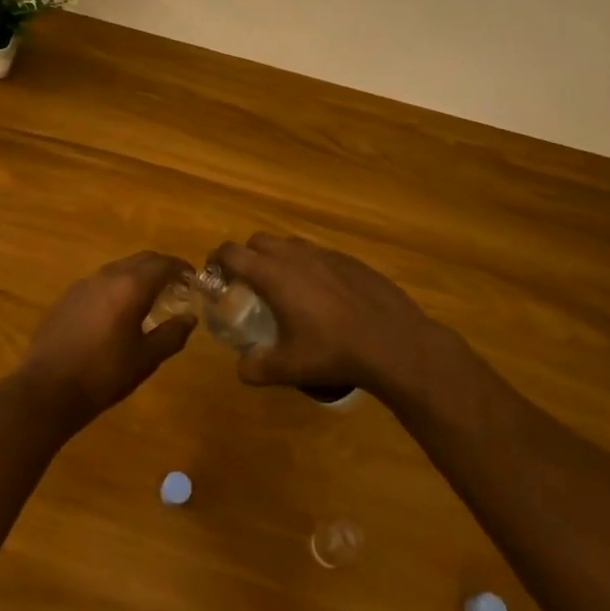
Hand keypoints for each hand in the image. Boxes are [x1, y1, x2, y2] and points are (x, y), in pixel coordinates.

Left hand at [14, 252, 197, 427]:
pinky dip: (117, 286)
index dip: (181, 268)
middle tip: (176, 285)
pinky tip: (118, 309)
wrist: (48, 388)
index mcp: (130, 287)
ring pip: (118, 268)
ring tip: (150, 297)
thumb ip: (172, 335)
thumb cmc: (104, 374)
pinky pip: (100, 282)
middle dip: (161, 267)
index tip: (193, 277)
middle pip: (140, 260)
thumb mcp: (146, 359)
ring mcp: (83, 285)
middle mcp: (106, 276)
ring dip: (138, 275)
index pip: (162, 264)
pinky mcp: (67, 297)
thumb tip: (189, 318)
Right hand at [210, 235, 480, 403]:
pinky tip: (323, 297)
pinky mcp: (350, 261)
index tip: (215, 277)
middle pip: (257, 241)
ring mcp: (326, 255)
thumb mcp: (287, 368)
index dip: (216, 261)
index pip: (230, 252)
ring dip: (278, 259)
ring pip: (290, 245)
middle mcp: (295, 256)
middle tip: (249, 285)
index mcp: (272, 274)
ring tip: (286, 289)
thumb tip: (241, 367)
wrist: (394, 344)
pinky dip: (309, 268)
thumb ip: (255, 367)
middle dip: (247, 257)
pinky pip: (319, 255)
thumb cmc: (333, 352)